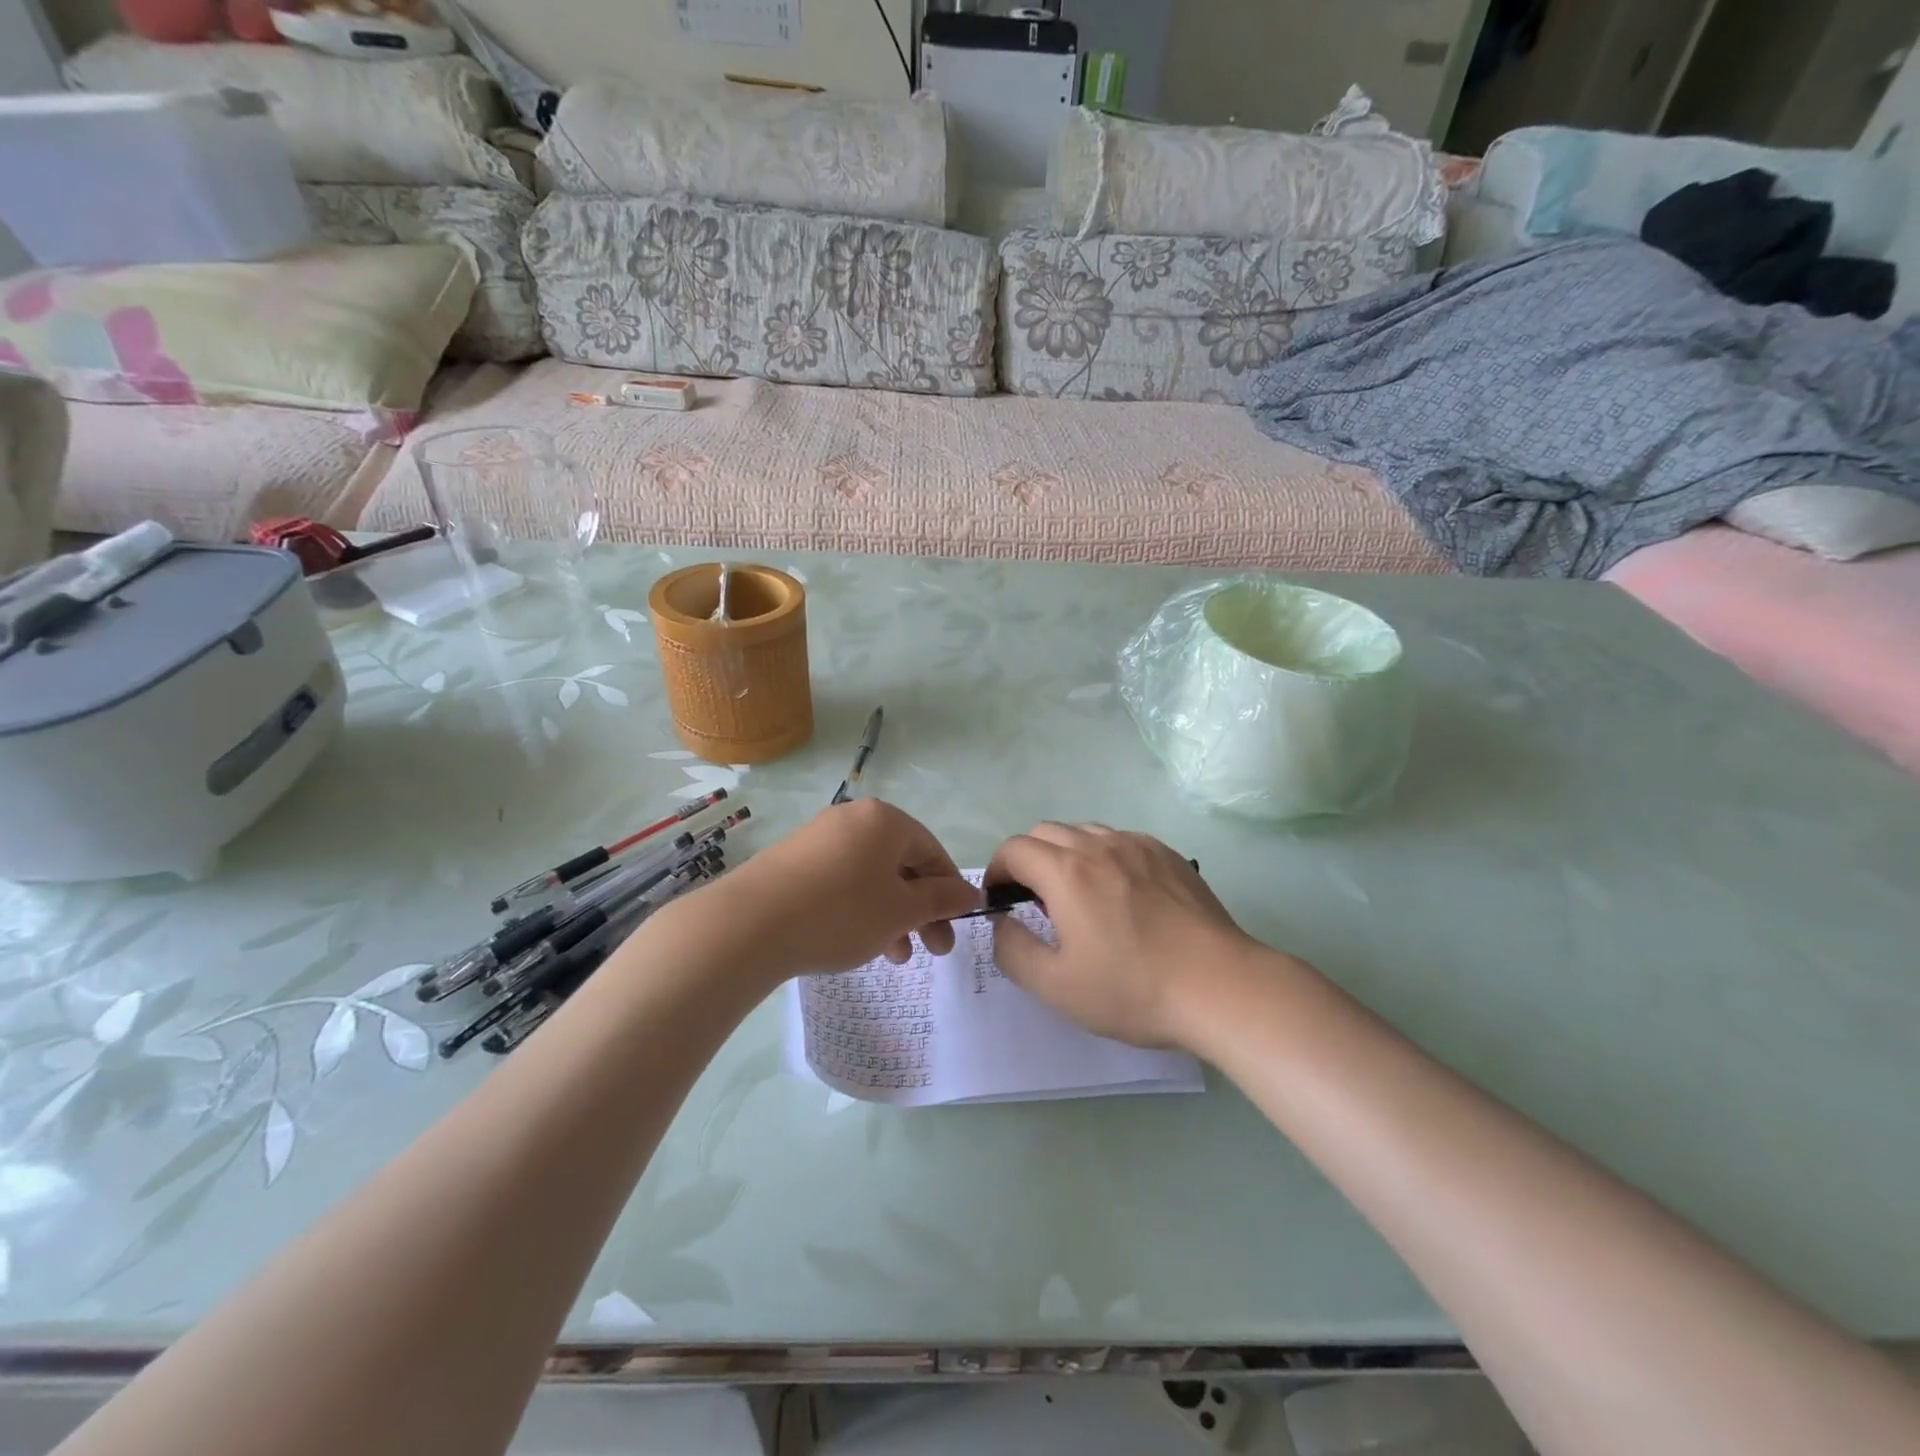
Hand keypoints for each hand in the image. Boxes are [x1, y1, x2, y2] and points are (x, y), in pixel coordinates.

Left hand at [718, 799, 980, 981]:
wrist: (748, 925)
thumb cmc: (840, 912)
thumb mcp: (901, 911)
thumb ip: (940, 899)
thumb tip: (970, 892)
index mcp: (885, 820)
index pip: (932, 852)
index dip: (949, 891)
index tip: (955, 928)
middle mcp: (852, 818)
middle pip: (901, 864)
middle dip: (921, 910)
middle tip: (933, 951)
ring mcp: (818, 837)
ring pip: (871, 877)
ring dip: (891, 915)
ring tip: (894, 956)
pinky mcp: (792, 860)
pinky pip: (840, 881)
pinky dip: (858, 909)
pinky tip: (855, 941)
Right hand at [984, 823, 1266, 1048]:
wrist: (1219, 986)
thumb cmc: (1133, 989)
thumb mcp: (1056, 985)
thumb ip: (1012, 949)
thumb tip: (1001, 922)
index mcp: (1066, 872)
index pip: (1013, 848)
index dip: (996, 870)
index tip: (1002, 900)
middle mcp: (1099, 845)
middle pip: (1045, 832)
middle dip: (1028, 859)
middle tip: (1035, 901)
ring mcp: (1138, 845)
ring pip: (1084, 832)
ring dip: (1065, 854)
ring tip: (1078, 896)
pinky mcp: (1168, 854)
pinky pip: (1120, 841)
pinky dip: (1103, 856)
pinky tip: (1121, 894)